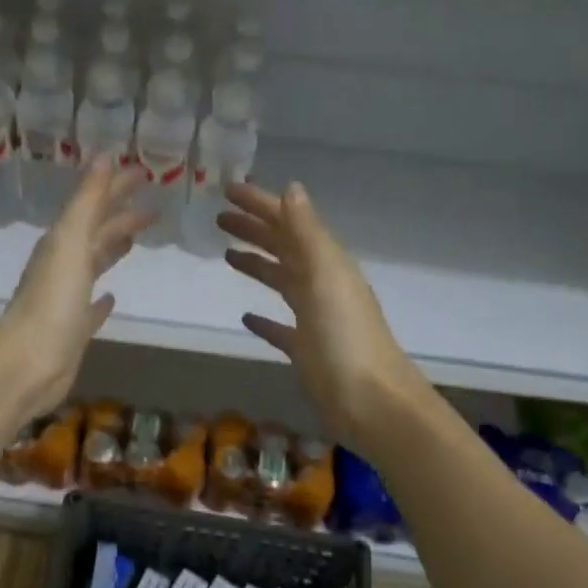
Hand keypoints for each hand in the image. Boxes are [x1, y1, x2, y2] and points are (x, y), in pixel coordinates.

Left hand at [0, 163, 151, 419]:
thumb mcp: (71, 242)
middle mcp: (63, 266)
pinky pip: (91, 308)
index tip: (144, 173)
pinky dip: (102, 300)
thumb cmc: (52, 301)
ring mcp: (67, 299)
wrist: (28, 363)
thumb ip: (87, 201)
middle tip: (154, 207)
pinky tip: (111, 298)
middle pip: (97, 234)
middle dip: (122, 217)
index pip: (95, 206)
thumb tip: (104, 155)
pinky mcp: (74, 330)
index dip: (117, 188)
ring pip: (94, 266)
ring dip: (113, 249)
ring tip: (134, 240)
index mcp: (63, 242)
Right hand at [219, 180, 430, 451]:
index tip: (227, 189)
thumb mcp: (325, 276)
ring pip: (281, 282)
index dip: (260, 204)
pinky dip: (264, 318)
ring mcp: (315, 318)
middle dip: (254, 230)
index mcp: (327, 263)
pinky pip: (281, 327)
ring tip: (227, 255)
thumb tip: (291, 188)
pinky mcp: (306, 350)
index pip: (289, 223)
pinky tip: (246, 316)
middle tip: (219, 218)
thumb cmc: (345, 336)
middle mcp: (321, 285)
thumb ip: (306, 233)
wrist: (369, 400)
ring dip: (257, 265)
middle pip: (284, 248)